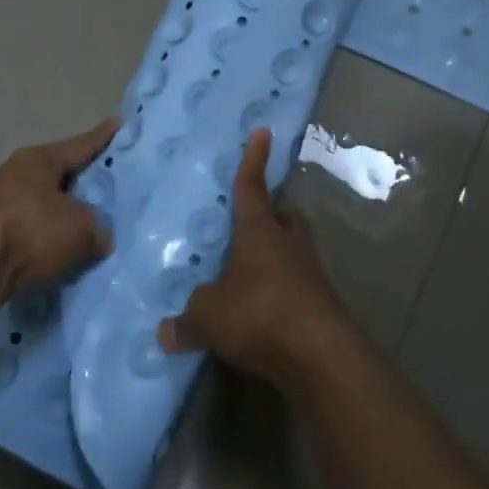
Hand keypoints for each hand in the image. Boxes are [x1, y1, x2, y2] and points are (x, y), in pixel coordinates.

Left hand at [0, 119, 116, 296]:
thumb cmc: (32, 230)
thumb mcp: (81, 228)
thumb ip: (97, 227)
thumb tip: (99, 236)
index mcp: (41, 159)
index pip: (81, 144)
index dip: (103, 137)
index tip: (118, 124)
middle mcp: (17, 171)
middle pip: (59, 172)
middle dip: (83, 178)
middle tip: (109, 180)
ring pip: (43, 200)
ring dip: (62, 210)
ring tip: (87, 220)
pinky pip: (30, 225)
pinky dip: (46, 233)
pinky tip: (60, 246)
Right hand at [157, 129, 347, 382]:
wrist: (320, 355)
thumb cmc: (260, 314)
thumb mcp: (209, 316)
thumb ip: (187, 320)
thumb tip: (165, 332)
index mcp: (260, 232)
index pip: (253, 187)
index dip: (254, 161)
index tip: (263, 133)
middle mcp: (289, 244)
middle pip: (285, 216)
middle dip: (272, 213)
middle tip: (255, 219)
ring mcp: (311, 273)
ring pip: (295, 249)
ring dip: (279, 253)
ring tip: (253, 268)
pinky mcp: (323, 304)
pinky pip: (299, 284)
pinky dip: (283, 289)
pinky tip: (265, 309)